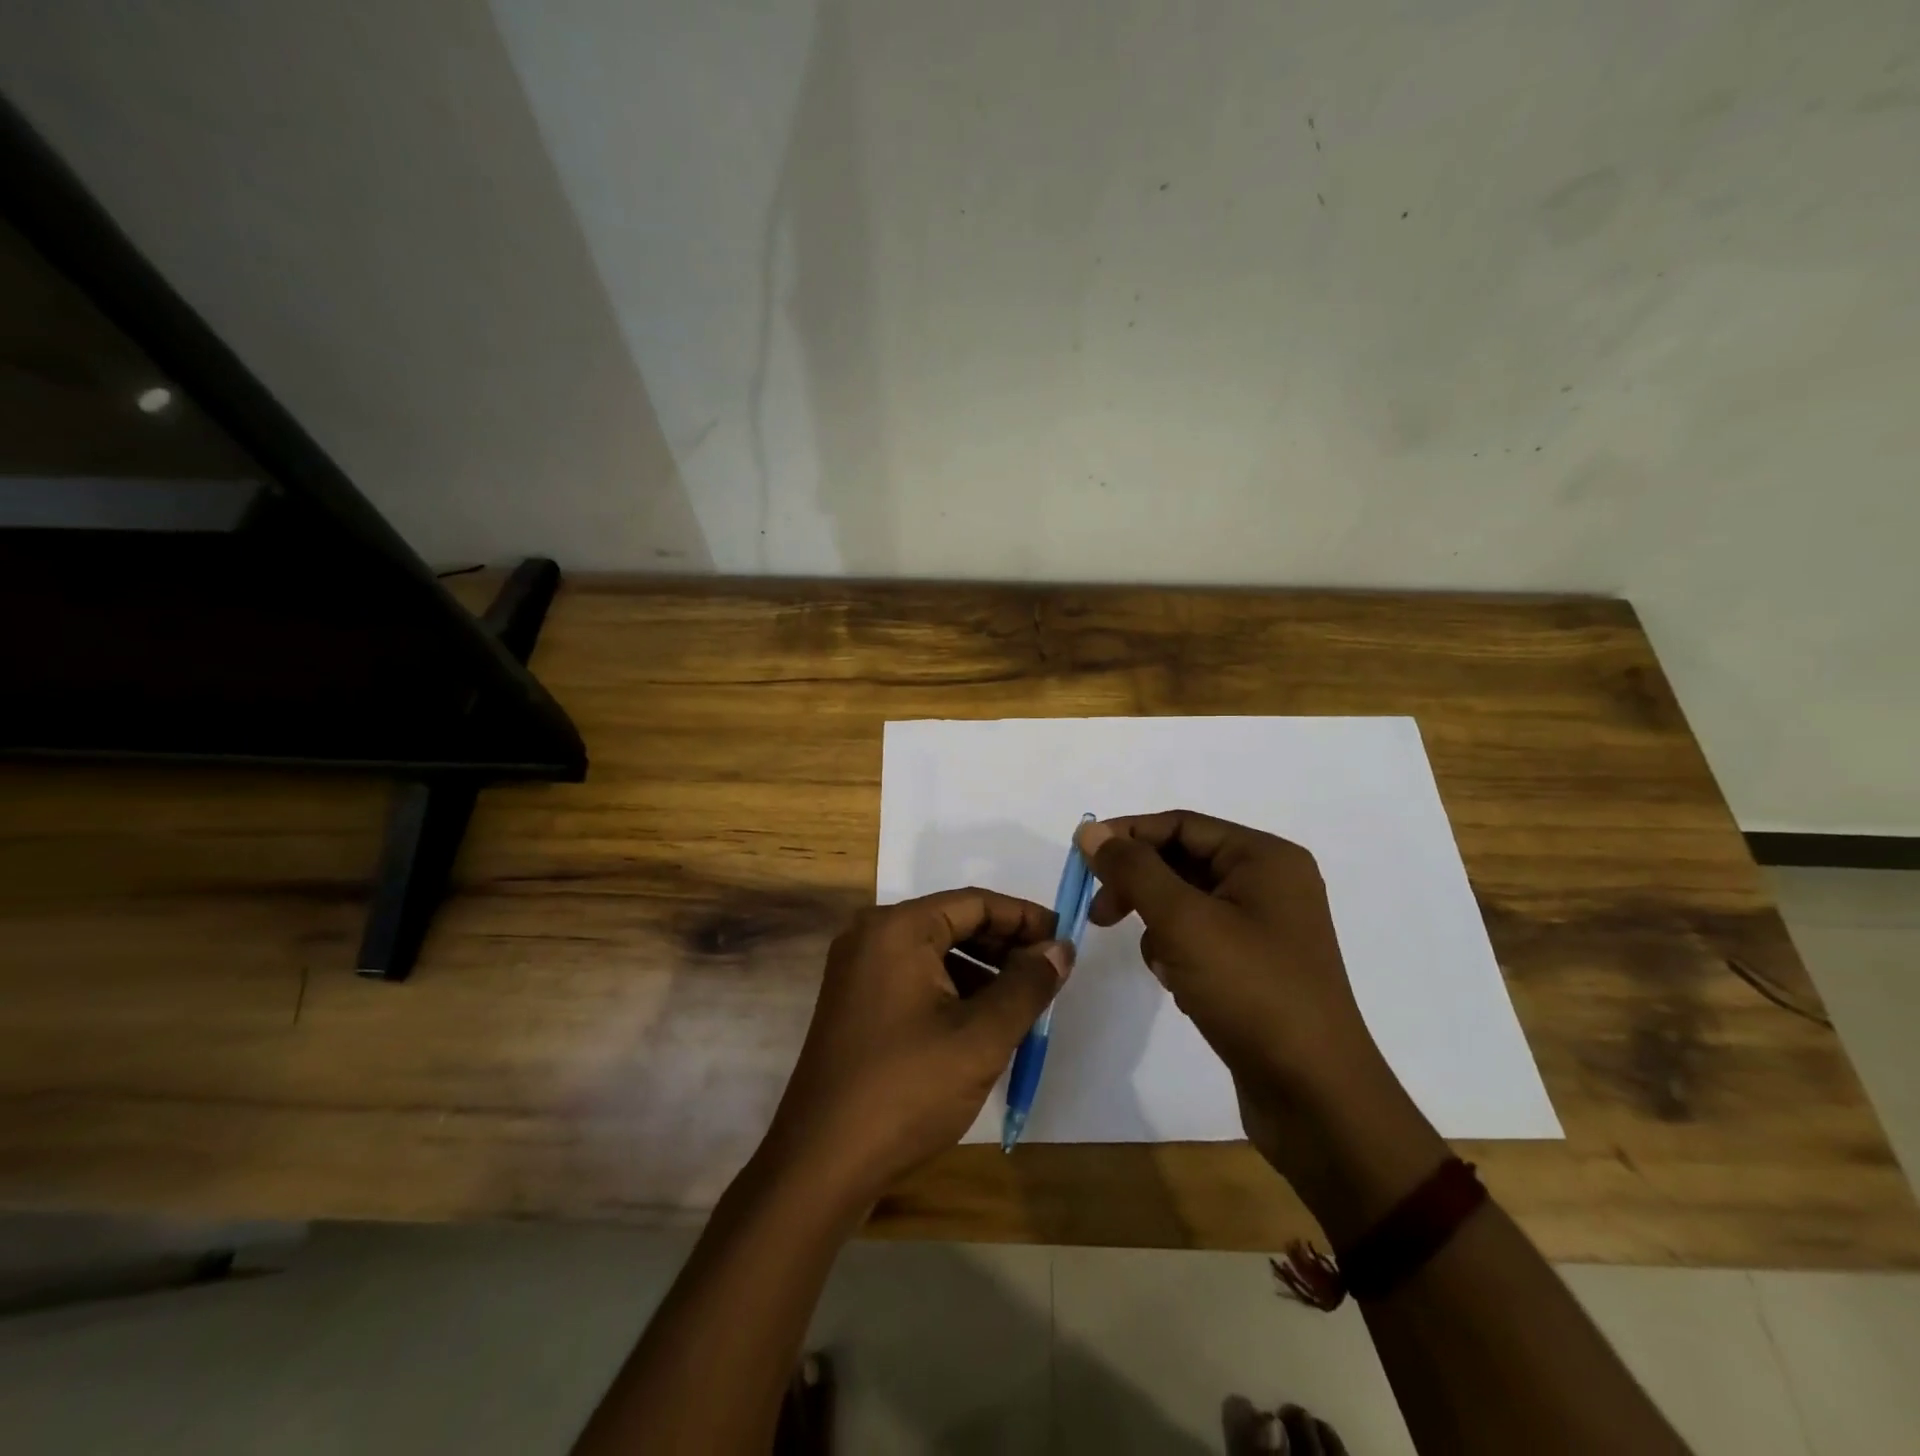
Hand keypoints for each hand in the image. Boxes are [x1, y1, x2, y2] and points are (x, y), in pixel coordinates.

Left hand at [760, 889, 1071, 1208]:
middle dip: (1005, 945)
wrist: (821, 1163)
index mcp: (898, 929)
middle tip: (1050, 972)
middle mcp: (872, 936)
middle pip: (953, 923)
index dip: (1025, 918)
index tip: (1065, 940)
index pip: (975, 903)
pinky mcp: (856, 1003)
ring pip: (935, 953)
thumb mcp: (981, 1038)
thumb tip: (1060, 949)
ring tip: (1024, 1001)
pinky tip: (982, 1022)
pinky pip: (915, 978)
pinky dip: (953, 990)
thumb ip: (1027, 986)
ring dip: (982, 970)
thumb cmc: (907, 1090)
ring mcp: (858, 970)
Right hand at [1078, 812, 1444, 1238]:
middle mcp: (1270, 884)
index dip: (1127, 836)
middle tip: (1099, 914)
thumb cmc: (1251, 992)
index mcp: (1264, 859)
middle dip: (1138, 884)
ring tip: (1160, 962)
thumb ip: (1133, 870)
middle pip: (1183, 861)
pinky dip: (1178, 953)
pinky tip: (1180, 985)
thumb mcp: (1183, 921)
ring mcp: (1265, 928)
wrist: (1316, 1097)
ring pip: (1186, 903)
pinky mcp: (1256, 967)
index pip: (1180, 825)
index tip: (1081, 859)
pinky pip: (1200, 938)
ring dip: (1158, 924)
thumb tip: (1090, 831)